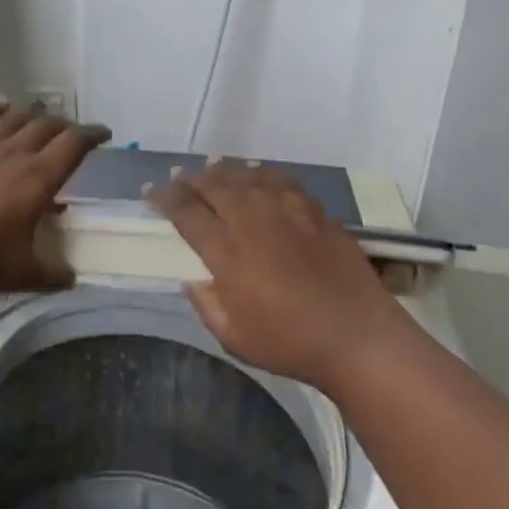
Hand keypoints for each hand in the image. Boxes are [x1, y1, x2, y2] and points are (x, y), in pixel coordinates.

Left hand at [0, 102, 110, 293]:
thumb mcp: (22, 274)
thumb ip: (52, 274)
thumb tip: (71, 277)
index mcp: (39, 178)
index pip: (75, 144)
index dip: (93, 134)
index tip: (103, 133)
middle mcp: (15, 152)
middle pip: (48, 125)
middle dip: (65, 126)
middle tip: (70, 134)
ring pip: (16, 116)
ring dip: (33, 115)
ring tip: (38, 119)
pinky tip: (0, 107)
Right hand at [146, 163, 415, 395]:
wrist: (357, 336)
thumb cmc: (290, 343)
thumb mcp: (233, 336)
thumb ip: (206, 304)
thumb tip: (193, 279)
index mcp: (227, 250)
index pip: (186, 212)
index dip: (164, 198)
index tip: (150, 190)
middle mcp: (252, 219)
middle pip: (214, 186)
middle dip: (190, 178)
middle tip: (177, 175)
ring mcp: (286, 210)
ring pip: (246, 177)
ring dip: (223, 170)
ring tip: (211, 165)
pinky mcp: (314, 211)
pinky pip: (280, 181)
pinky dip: (262, 174)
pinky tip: (257, 175)